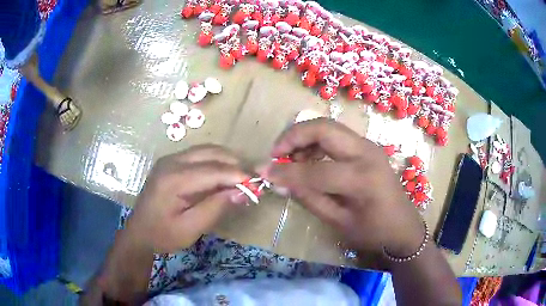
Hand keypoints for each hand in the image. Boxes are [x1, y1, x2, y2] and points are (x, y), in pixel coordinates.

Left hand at [124, 145, 248, 252]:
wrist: (139, 232)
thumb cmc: (163, 234)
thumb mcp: (191, 228)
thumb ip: (216, 208)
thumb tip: (242, 192)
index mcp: (173, 179)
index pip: (212, 170)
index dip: (237, 175)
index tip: (256, 184)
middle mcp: (171, 162)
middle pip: (210, 153)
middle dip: (234, 164)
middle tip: (250, 181)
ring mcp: (170, 159)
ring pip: (206, 150)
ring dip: (226, 161)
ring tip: (240, 178)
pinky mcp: (171, 162)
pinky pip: (198, 155)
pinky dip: (215, 162)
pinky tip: (222, 175)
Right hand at [262, 119, 424, 256]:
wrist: (403, 225)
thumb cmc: (374, 231)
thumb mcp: (339, 222)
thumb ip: (309, 198)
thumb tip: (280, 182)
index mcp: (363, 179)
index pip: (315, 170)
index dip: (285, 171)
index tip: (263, 172)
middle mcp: (367, 153)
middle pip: (323, 128)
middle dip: (293, 136)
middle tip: (276, 153)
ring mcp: (368, 146)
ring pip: (328, 127)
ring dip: (304, 137)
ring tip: (291, 159)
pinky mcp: (367, 147)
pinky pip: (335, 135)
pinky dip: (316, 141)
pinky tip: (309, 158)